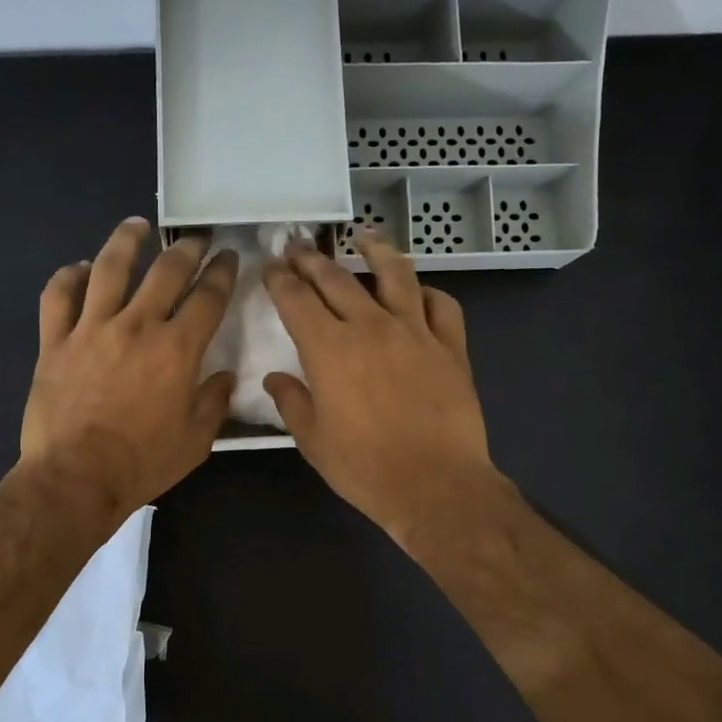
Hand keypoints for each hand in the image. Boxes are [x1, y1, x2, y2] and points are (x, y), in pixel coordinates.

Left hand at [20, 218, 236, 520]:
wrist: (76, 478)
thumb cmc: (142, 463)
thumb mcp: (195, 441)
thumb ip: (214, 402)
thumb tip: (224, 377)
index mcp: (177, 350)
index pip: (208, 297)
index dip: (222, 272)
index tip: (229, 257)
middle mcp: (136, 326)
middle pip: (166, 271)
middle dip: (186, 248)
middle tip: (195, 238)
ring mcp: (91, 329)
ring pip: (109, 268)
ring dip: (126, 241)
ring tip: (138, 225)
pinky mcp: (54, 342)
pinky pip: (58, 296)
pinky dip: (69, 276)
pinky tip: (79, 267)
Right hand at [262, 232, 494, 546]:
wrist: (435, 484)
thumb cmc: (364, 467)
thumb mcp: (313, 440)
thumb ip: (292, 402)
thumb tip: (275, 378)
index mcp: (329, 349)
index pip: (296, 300)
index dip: (279, 280)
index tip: (270, 268)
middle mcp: (370, 327)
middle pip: (337, 279)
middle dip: (312, 259)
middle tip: (299, 246)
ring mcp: (415, 332)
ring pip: (395, 275)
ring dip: (376, 251)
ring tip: (364, 237)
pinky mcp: (451, 347)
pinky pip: (442, 305)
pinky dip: (427, 293)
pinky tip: (418, 293)